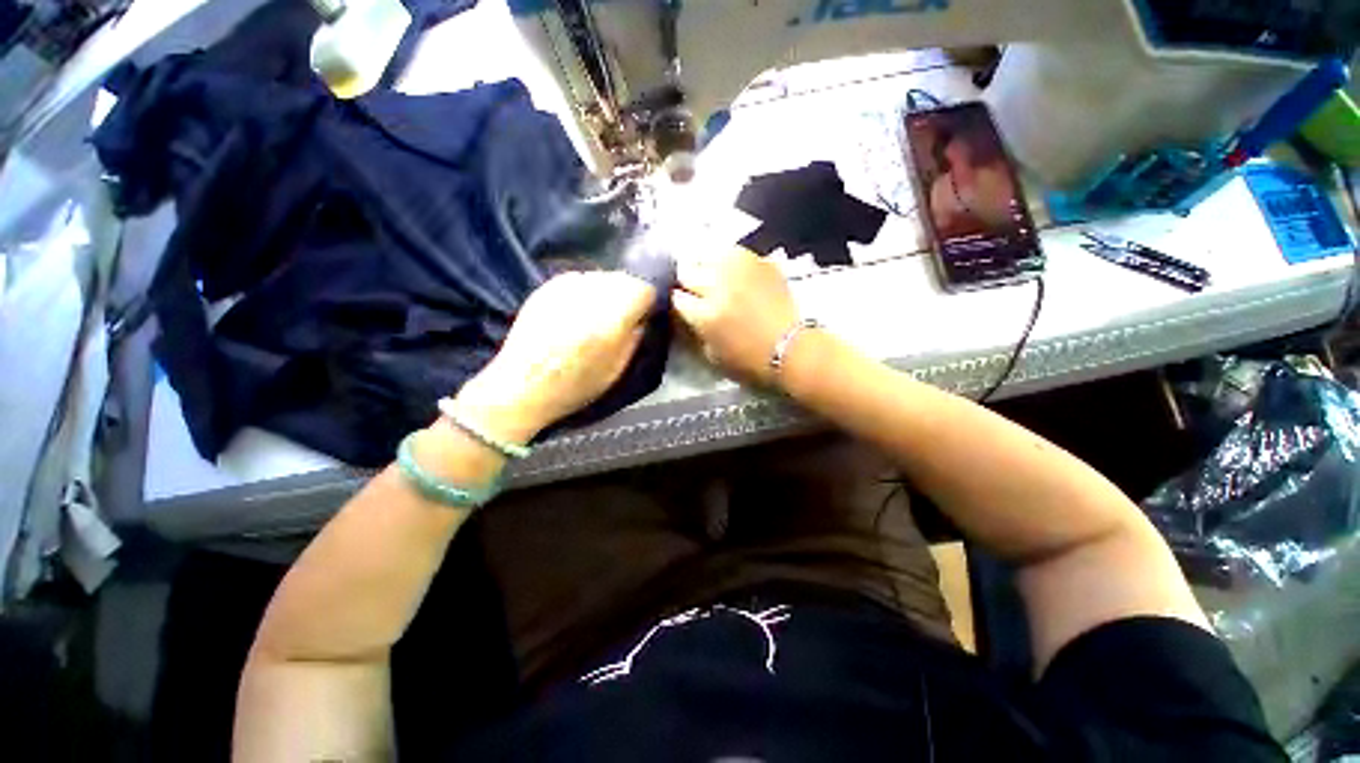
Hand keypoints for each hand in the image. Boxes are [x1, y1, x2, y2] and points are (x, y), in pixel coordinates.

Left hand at [455, 272, 654, 441]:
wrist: (522, 386)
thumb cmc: (575, 385)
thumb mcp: (617, 369)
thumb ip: (634, 337)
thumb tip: (641, 318)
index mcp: (613, 316)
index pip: (643, 289)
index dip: (646, 303)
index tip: (641, 318)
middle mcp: (591, 294)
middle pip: (622, 279)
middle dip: (626, 295)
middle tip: (620, 318)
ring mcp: (566, 287)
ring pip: (600, 277)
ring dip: (605, 292)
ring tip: (596, 316)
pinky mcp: (547, 287)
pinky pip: (578, 280)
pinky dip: (584, 292)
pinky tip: (576, 313)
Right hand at [672, 247, 799, 385]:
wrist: (791, 349)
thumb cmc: (750, 360)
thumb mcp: (712, 355)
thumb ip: (694, 331)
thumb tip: (683, 313)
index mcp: (705, 315)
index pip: (676, 297)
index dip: (676, 301)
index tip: (681, 304)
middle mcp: (718, 287)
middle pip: (686, 271)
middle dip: (686, 281)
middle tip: (693, 289)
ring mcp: (740, 270)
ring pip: (706, 254)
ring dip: (703, 266)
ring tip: (709, 275)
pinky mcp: (759, 261)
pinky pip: (732, 251)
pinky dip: (725, 259)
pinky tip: (729, 270)